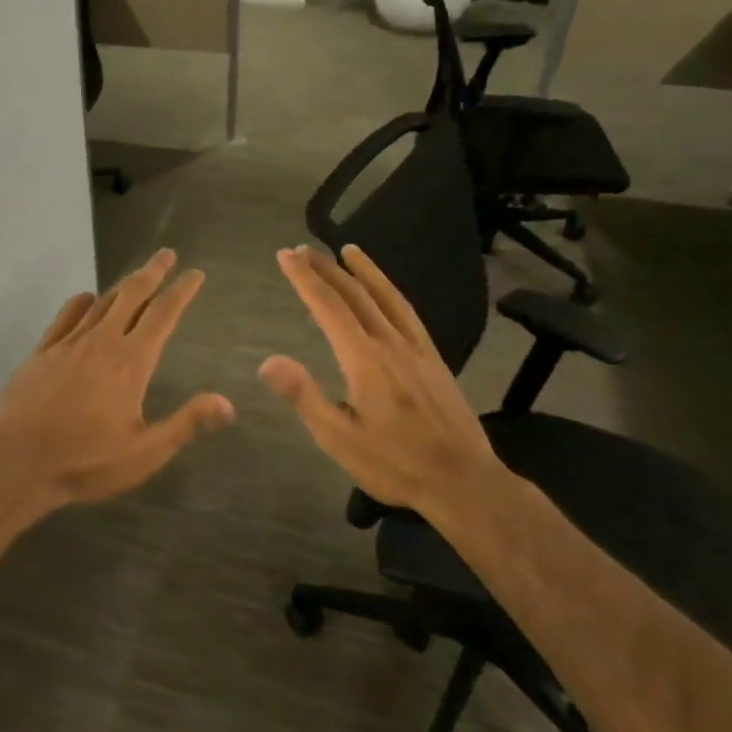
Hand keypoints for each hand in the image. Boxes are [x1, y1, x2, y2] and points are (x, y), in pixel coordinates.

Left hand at [0, 248, 233, 506]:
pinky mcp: (42, 352)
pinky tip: (86, 300)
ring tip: (136, 276)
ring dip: (122, 285)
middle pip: (132, 295)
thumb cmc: (85, 460)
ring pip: (101, 302)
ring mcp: (68, 344)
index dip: (181, 291)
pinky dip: (81, 302)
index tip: (195, 273)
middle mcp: (101, 342)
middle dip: (152, 272)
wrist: (16, 461)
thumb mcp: (144, 452)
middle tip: (166, 254)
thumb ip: (186, 424)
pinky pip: (66, 316)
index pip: (163, 315)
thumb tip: (228, 404)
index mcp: (131, 362)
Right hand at [258, 244, 510, 521]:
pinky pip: (408, 312)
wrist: (464, 481)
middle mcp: (392, 343)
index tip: (285, 256)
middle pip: (356, 294)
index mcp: (365, 359)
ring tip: (347, 251)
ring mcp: (417, 349)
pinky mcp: (435, 359)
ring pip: (387, 297)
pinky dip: (390, 292)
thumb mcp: (339, 438)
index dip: (304, 279)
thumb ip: (304, 396)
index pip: (328, 307)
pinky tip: (386, 294)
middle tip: (302, 250)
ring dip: (364, 270)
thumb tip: (268, 361)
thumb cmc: (395, 464)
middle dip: (326, 268)